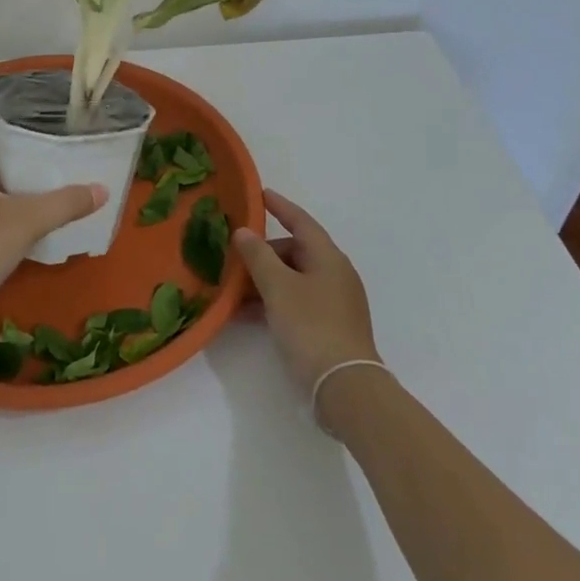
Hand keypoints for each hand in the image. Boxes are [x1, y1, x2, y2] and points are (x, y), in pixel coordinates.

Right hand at [234, 191, 381, 394]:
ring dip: (265, 281)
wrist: (344, 386)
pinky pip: (296, 302)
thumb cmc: (311, 326)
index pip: (301, 222)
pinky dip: (274, 302)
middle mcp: (335, 274)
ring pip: (293, 279)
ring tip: (235, 290)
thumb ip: (258, 257)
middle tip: (235, 260)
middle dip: (264, 254)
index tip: (260, 194)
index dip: (280, 207)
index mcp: (328, 258)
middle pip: (295, 252)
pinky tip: (249, 315)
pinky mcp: (330, 326)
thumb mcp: (278, 288)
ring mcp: (335, 302)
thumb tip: (243, 232)